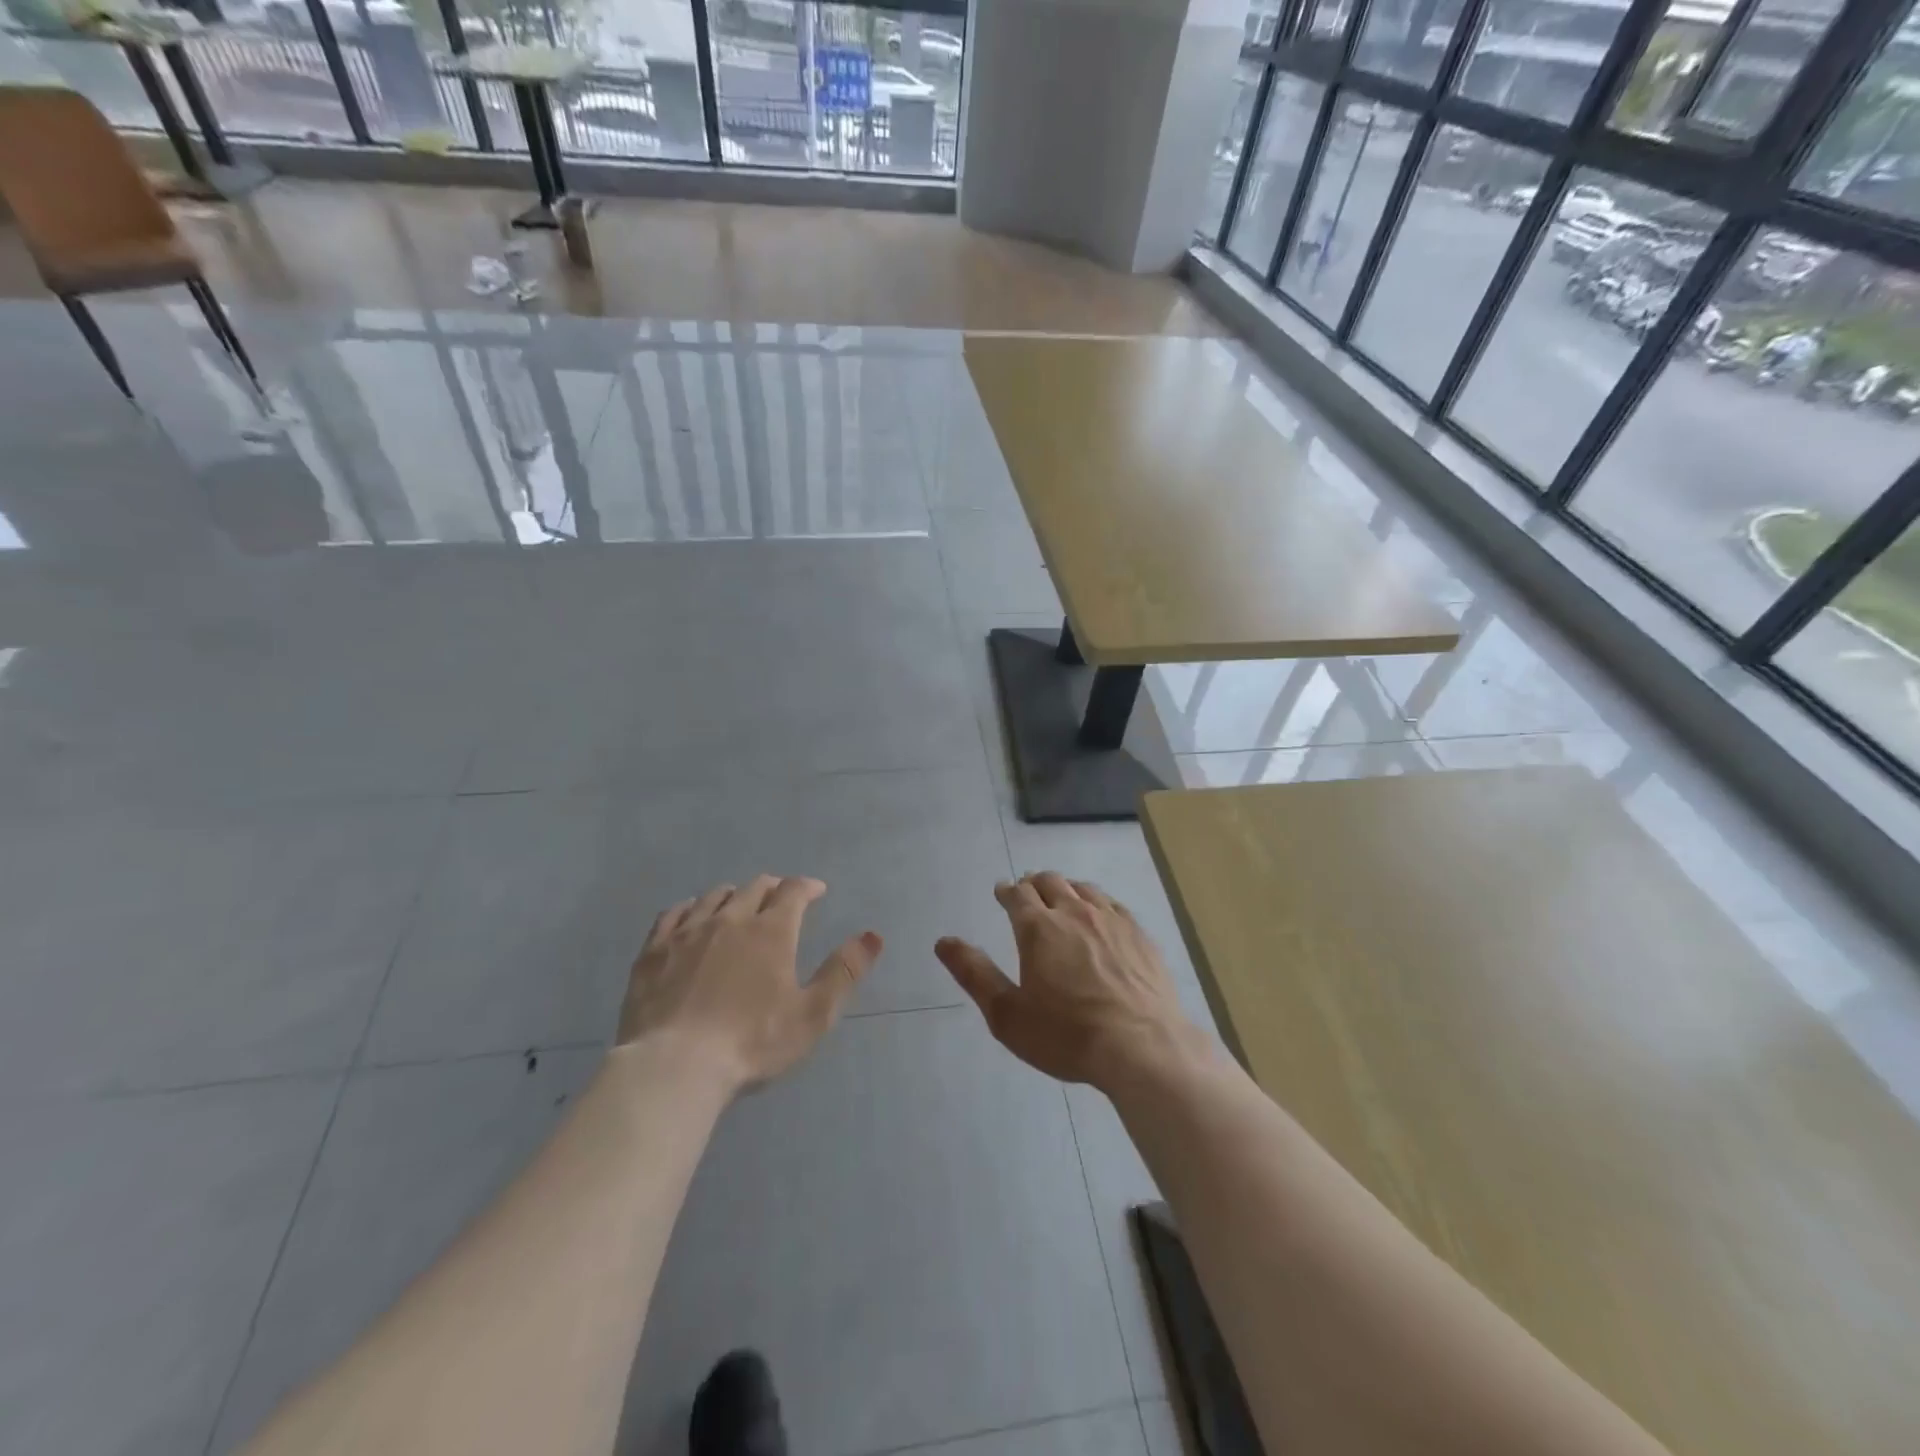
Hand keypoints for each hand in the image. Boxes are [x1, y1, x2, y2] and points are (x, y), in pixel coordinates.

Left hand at [617, 876, 882, 1094]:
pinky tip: (692, 916)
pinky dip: (691, 908)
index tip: (816, 891)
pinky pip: (673, 914)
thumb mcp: (813, 1014)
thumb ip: (844, 972)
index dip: (807, 887)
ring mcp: (688, 932)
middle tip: (781, 899)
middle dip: (773, 888)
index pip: (793, 891)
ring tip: (739, 906)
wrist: (674, 1066)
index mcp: (771, 931)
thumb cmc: (752, 1043)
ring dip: (734, 895)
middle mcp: (730, 919)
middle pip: (754, 888)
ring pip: (715, 896)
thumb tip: (872, 935)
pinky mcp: (654, 951)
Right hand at [935, 872, 1198, 1090]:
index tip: (1002, 892)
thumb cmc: (1067, 1035)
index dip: (1006, 891)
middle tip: (1027, 891)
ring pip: (1083, 888)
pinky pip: (1113, 904)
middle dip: (1034, 883)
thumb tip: (943, 942)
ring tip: (1061, 897)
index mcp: (1038, 928)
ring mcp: (1111, 920)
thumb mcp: (1008, 1014)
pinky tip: (1100, 915)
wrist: (1142, 1047)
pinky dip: (1097, 901)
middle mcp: (1074, 912)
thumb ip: (974, 974)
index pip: (1017, 894)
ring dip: (1066, 888)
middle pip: (1050, 882)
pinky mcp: (1139, 934)